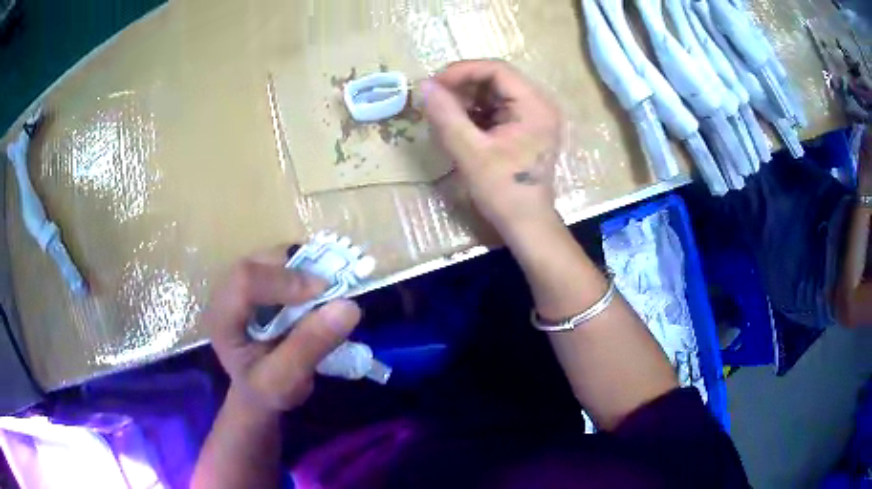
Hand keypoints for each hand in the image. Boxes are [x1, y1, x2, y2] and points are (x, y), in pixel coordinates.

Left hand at [204, 247, 361, 415]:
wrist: (258, 391)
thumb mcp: (287, 380)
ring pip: (274, 257)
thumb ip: (311, 346)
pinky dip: (307, 271)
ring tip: (325, 295)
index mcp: (221, 317)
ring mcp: (242, 282)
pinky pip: (284, 261)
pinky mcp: (259, 279)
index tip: (324, 294)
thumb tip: (349, 306)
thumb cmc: (267, 390)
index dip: (285, 280)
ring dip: (305, 270)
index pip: (245, 280)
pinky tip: (316, 294)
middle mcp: (226, 291)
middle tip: (330, 293)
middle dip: (299, 272)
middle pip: (260, 262)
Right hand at [419, 60, 561, 234]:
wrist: (526, 224)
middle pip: (497, 79)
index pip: (497, 70)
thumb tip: (424, 85)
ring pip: (496, 93)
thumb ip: (446, 115)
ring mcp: (535, 117)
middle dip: (463, 85)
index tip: (434, 85)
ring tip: (443, 113)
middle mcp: (540, 105)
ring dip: (467, 99)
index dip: (462, 71)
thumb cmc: (503, 191)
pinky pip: (498, 108)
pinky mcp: (527, 128)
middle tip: (435, 99)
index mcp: (535, 105)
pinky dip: (476, 112)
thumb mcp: (470, 152)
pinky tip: (459, 124)